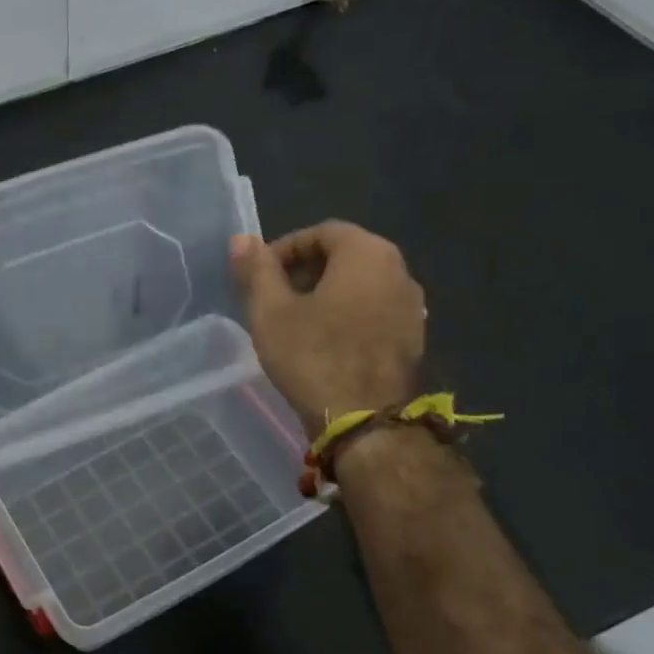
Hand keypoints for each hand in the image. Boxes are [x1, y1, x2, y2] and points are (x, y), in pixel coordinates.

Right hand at [230, 221, 423, 437]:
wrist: (365, 421)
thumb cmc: (313, 357)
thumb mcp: (271, 312)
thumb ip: (257, 270)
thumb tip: (241, 239)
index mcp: (367, 253)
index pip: (322, 232)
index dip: (285, 248)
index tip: (260, 276)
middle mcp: (399, 270)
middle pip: (345, 256)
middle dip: (304, 271)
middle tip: (272, 298)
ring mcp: (411, 306)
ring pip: (360, 285)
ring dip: (325, 294)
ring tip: (293, 323)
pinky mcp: (412, 338)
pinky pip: (372, 312)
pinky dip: (345, 316)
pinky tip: (322, 344)